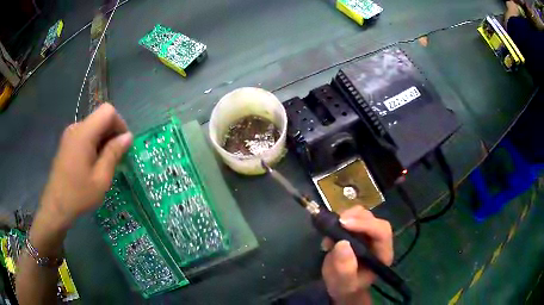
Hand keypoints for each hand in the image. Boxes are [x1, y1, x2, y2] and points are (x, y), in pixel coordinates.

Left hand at [39, 103, 132, 227]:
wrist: (56, 207)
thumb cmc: (79, 195)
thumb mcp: (101, 178)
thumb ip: (114, 153)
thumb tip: (128, 136)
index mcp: (84, 133)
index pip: (108, 111)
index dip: (119, 124)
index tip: (123, 145)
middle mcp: (76, 128)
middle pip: (100, 118)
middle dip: (112, 133)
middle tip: (116, 158)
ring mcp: (70, 135)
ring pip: (93, 127)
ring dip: (103, 140)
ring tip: (105, 164)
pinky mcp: (67, 143)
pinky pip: (85, 135)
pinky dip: (94, 144)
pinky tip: (94, 164)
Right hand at [321, 206, 392, 304]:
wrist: (340, 286)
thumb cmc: (345, 287)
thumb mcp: (344, 283)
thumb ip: (345, 268)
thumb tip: (342, 243)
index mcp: (382, 254)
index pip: (382, 232)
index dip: (366, 225)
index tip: (344, 224)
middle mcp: (378, 241)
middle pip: (374, 219)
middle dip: (355, 217)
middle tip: (337, 223)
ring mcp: (368, 234)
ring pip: (363, 215)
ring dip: (347, 217)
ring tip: (331, 230)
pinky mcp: (357, 231)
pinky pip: (352, 217)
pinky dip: (340, 220)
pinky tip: (330, 232)